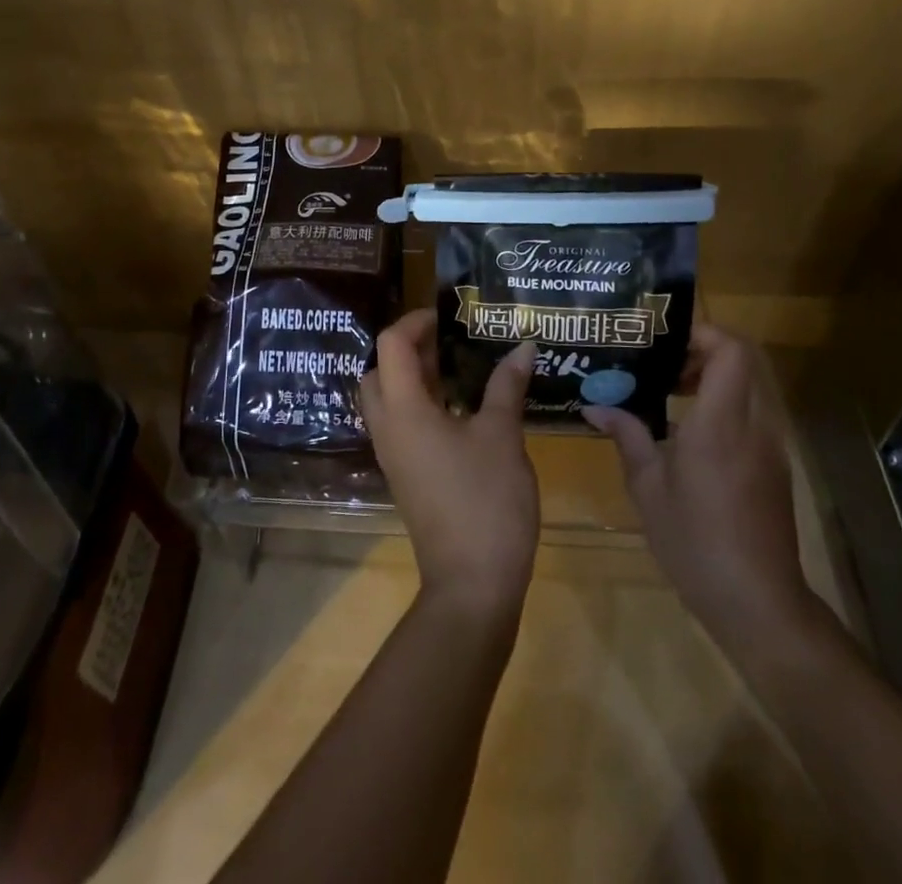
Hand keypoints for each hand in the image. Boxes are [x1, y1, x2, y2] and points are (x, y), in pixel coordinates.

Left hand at [359, 310, 539, 626]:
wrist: (471, 584)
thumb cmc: (485, 501)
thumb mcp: (502, 436)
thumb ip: (507, 386)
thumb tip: (522, 345)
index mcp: (403, 410)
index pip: (391, 345)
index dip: (416, 321)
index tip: (449, 317)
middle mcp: (388, 427)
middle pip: (379, 370)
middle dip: (409, 348)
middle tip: (450, 341)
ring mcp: (394, 454)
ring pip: (389, 399)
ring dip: (416, 377)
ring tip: (460, 367)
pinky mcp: (406, 474)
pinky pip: (402, 424)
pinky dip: (422, 404)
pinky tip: (462, 407)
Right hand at [582, 323, 825, 661]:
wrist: (757, 601)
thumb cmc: (694, 540)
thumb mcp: (647, 487)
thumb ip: (626, 436)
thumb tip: (595, 406)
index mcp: (721, 423)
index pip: (732, 351)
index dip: (703, 333)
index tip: (665, 341)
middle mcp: (754, 425)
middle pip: (745, 361)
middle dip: (705, 351)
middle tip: (663, 363)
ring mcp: (770, 447)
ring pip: (750, 387)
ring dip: (715, 378)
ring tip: (670, 392)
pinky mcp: (774, 467)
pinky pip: (752, 415)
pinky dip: (724, 405)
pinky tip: (688, 432)